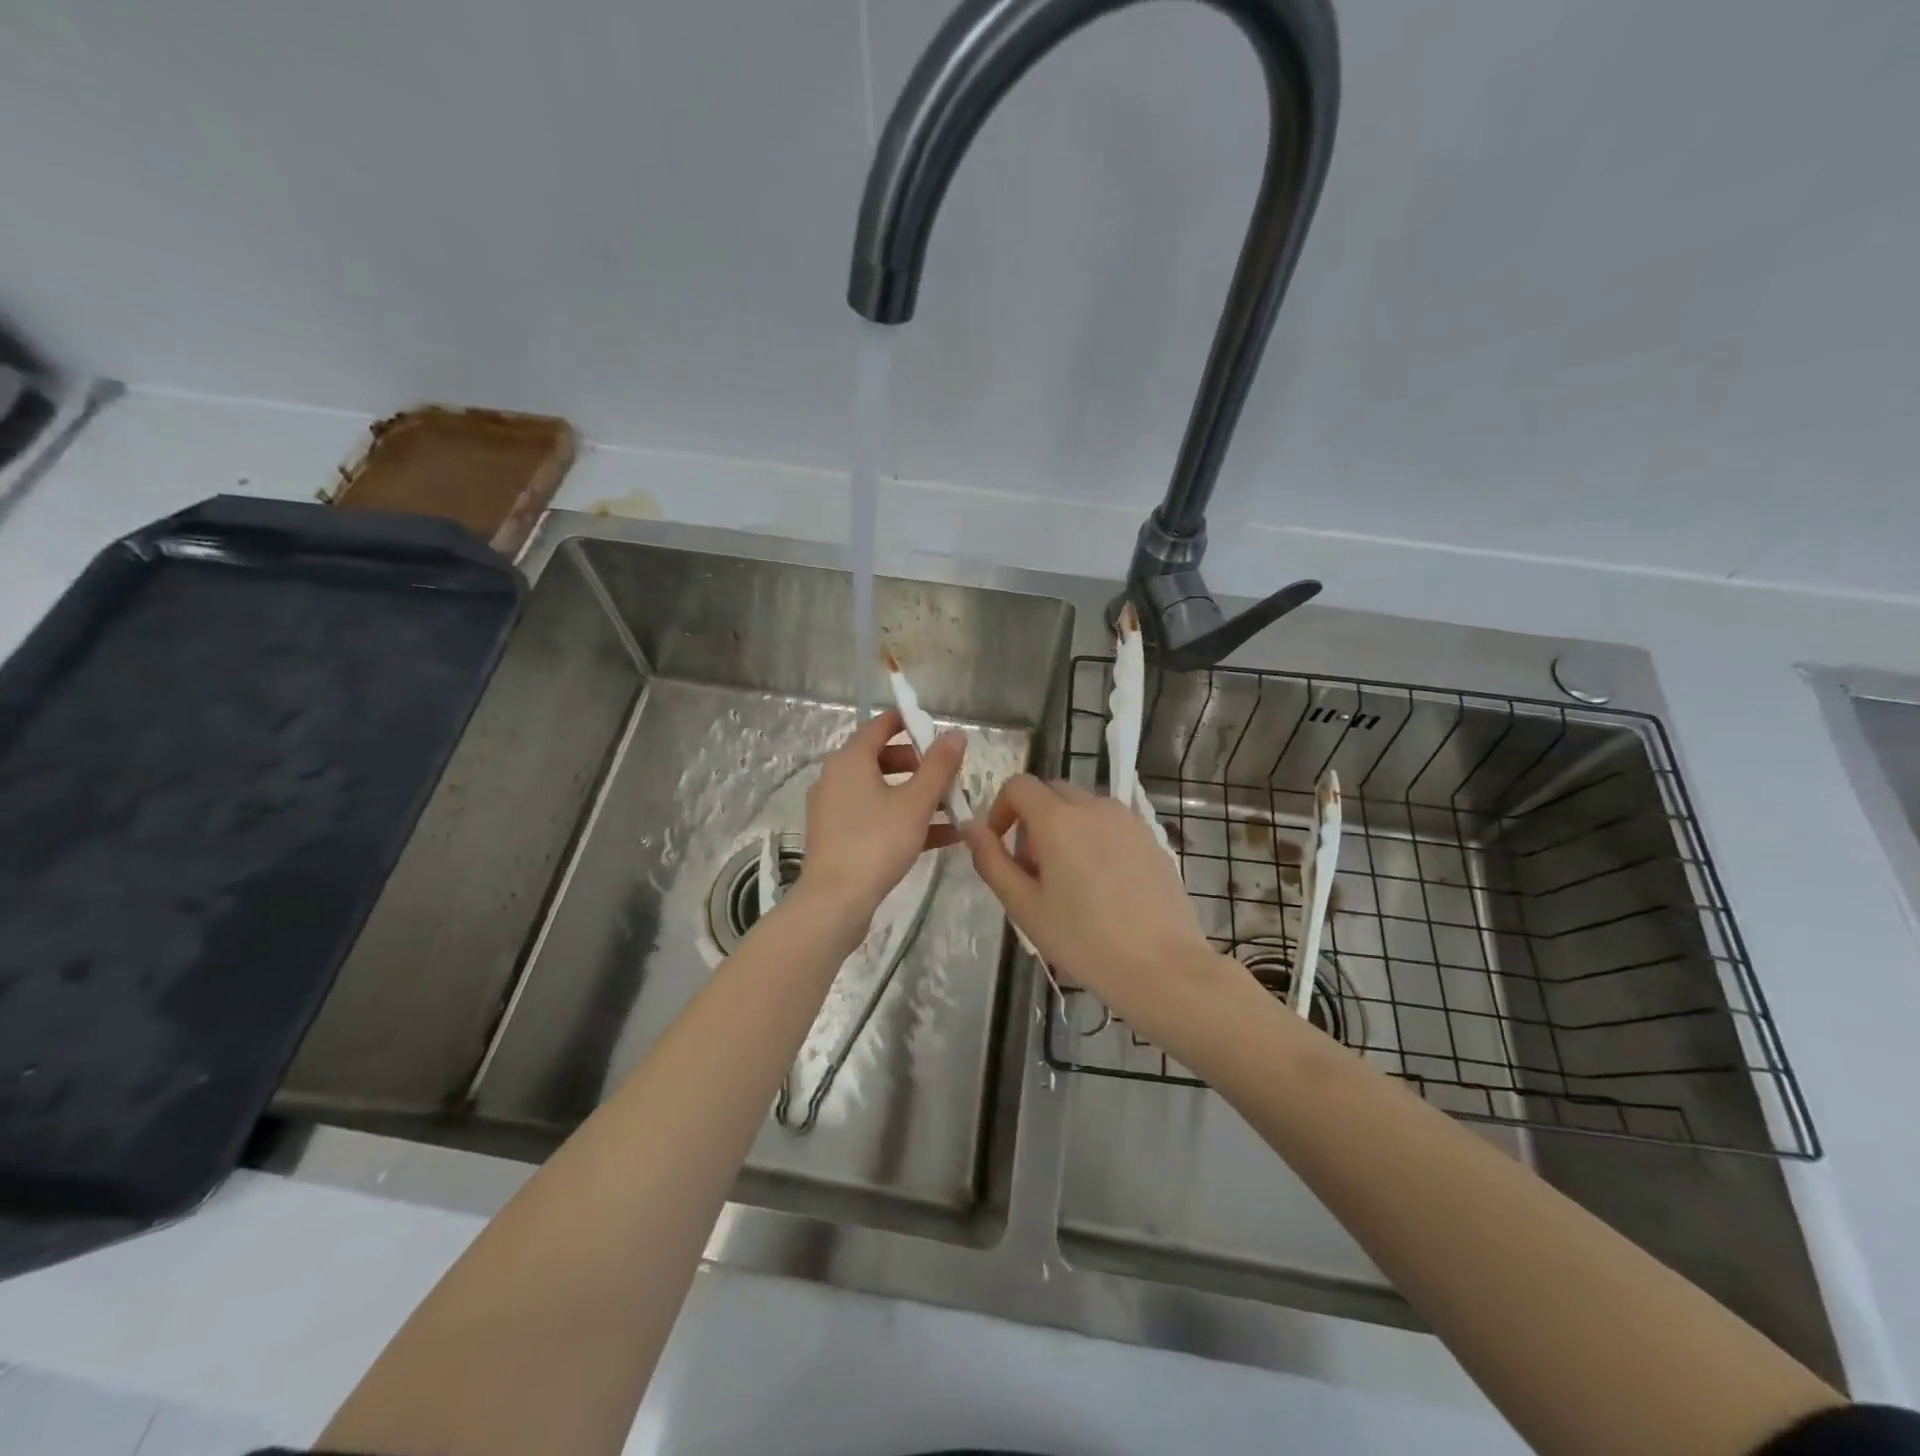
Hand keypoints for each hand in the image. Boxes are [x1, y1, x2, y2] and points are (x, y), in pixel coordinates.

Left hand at [794, 709, 965, 932]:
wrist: (835, 900)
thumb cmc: (876, 841)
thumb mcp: (916, 802)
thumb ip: (938, 766)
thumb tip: (955, 734)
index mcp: (850, 759)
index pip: (879, 725)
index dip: (908, 722)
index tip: (935, 729)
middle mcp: (836, 777)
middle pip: (881, 758)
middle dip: (918, 764)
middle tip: (947, 775)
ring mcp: (834, 808)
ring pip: (881, 791)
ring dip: (916, 795)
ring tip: (953, 807)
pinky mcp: (838, 836)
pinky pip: (875, 816)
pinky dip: (903, 819)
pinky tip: (942, 836)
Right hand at [964, 776, 1247, 1050]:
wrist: (1162, 967)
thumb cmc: (1084, 940)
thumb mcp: (1024, 906)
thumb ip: (991, 861)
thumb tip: (970, 827)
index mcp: (1058, 819)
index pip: (1018, 785)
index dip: (1000, 809)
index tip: (1001, 847)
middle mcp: (1093, 806)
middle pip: (1051, 793)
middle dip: (1032, 821)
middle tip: (1033, 871)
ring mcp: (1127, 819)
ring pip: (1082, 807)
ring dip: (1064, 828)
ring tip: (1069, 881)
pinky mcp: (1151, 837)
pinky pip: (1111, 823)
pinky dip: (1095, 838)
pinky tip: (1103, 886)